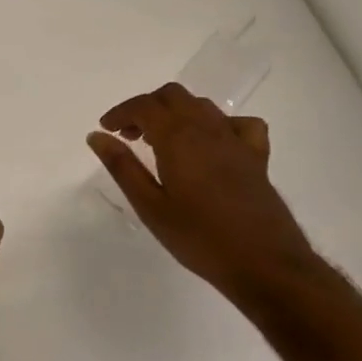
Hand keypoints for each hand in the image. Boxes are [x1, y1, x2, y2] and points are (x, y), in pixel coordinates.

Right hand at [88, 84, 320, 306]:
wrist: (265, 264)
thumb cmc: (199, 238)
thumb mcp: (150, 206)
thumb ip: (122, 166)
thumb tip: (97, 136)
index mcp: (177, 138)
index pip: (143, 106)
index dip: (120, 112)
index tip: (106, 130)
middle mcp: (207, 129)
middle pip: (172, 96)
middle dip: (146, 107)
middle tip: (129, 135)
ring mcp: (236, 140)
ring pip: (202, 105)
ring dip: (176, 113)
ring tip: (161, 141)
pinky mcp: (257, 157)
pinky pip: (239, 123)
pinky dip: (219, 124)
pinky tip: (211, 144)